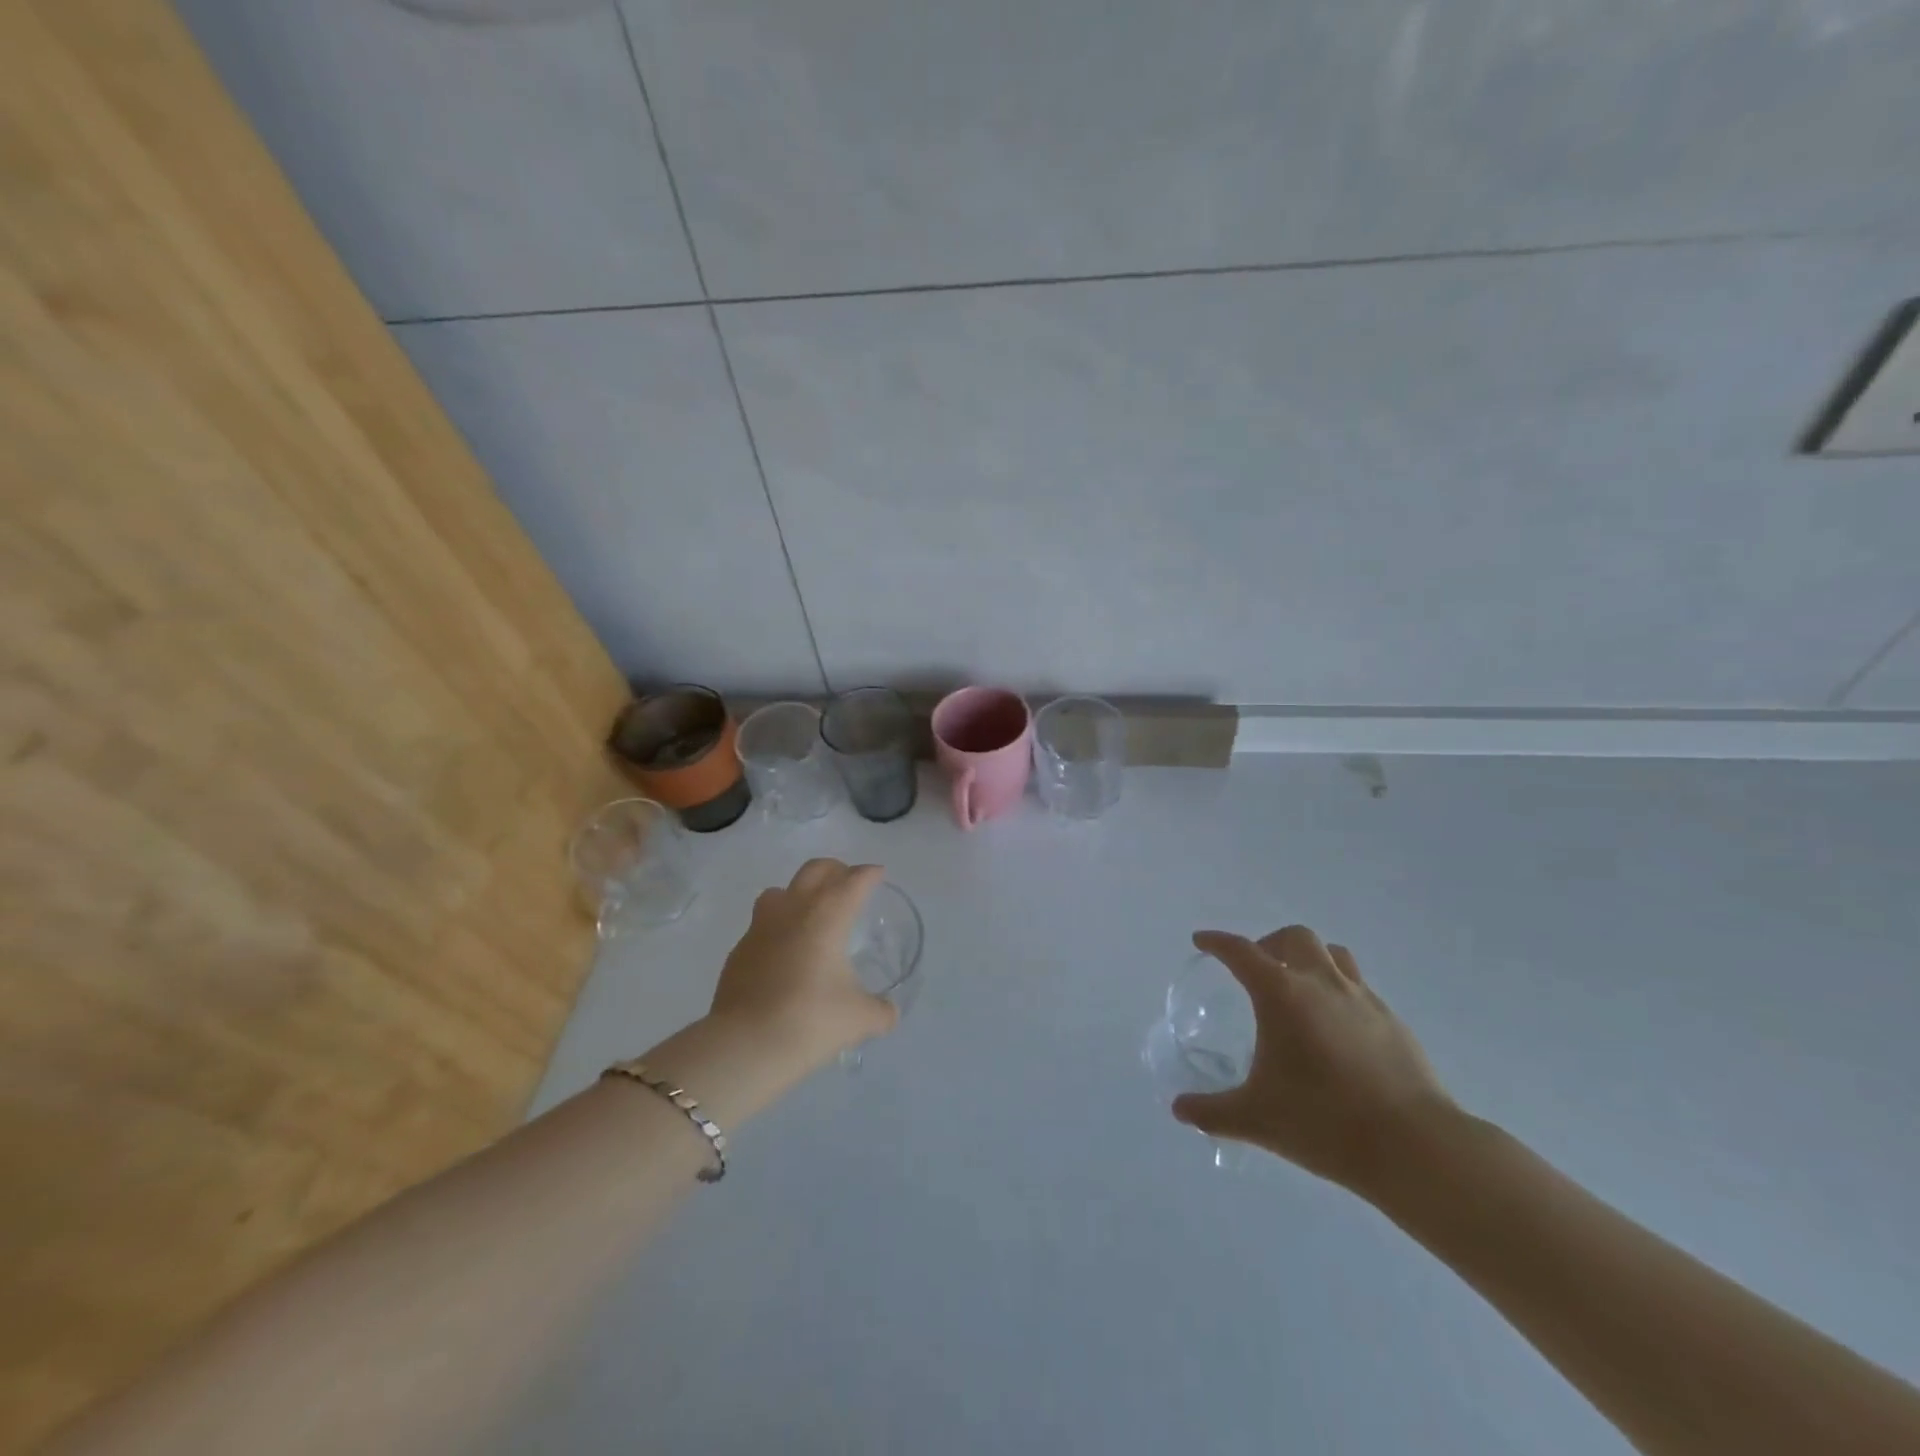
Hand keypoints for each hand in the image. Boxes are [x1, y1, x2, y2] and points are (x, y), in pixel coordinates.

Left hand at [706, 859, 897, 1077]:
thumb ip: (880, 1011)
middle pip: (815, 870)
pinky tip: (784, 953)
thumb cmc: (811, 1020)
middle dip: (835, 870)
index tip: (878, 873)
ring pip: (780, 891)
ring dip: (799, 893)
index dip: (869, 874)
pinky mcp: (739, 950)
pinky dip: (777, 928)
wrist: (745, 1044)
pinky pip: (761, 925)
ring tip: (811, 913)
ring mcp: (760, 927)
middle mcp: (793, 910)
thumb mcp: (859, 1018)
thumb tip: (888, 1013)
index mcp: (827, 915)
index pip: (853, 880)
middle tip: (848, 883)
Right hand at [1172, 926, 1456, 1195]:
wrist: (1414, 1146)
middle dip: (1269, 943)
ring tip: (1299, 987)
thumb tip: (1180, 1109)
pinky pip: (1359, 987)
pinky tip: (1336, 1027)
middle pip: (1294, 937)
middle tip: (1257, 970)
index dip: (1218, 942)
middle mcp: (1321, 983)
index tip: (1202, 941)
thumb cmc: (1324, 1122)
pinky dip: (1339, 991)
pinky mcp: (1392, 1021)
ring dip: (1310, 958)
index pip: (1241, 952)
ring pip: (1333, 954)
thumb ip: (1213, 1112)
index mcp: (1282, 994)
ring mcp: (1362, 999)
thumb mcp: (1257, 1119)